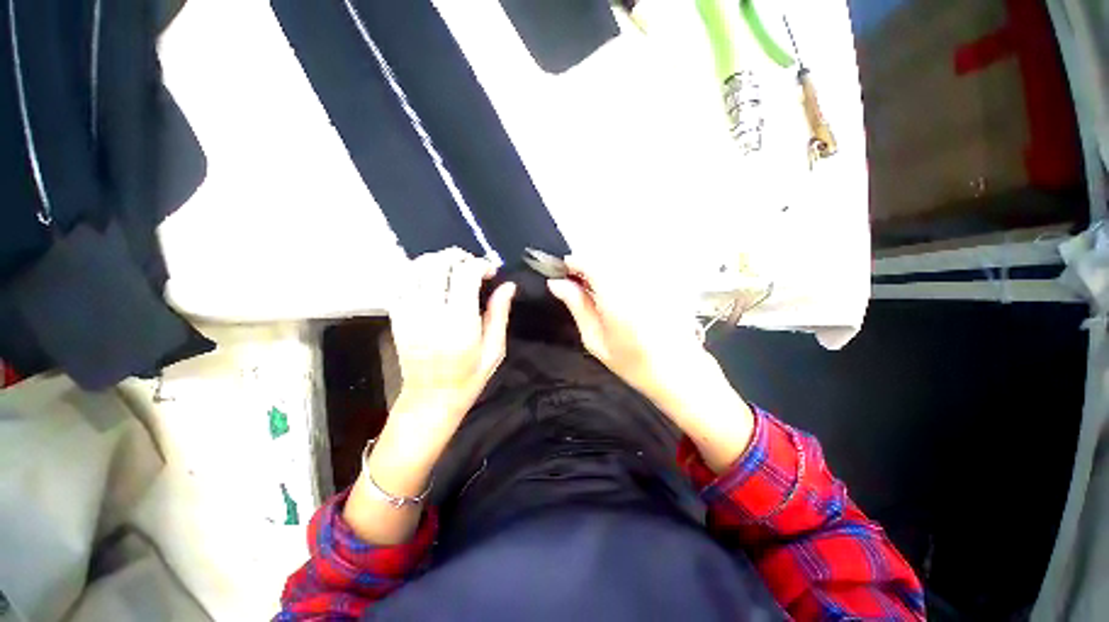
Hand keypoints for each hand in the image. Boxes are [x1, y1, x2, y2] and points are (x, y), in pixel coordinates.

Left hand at [382, 247, 515, 465]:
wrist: (430, 398)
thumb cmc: (468, 377)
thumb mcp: (494, 349)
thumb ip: (499, 313)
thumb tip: (508, 285)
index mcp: (459, 322)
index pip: (465, 274)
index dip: (481, 264)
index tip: (491, 271)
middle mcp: (431, 312)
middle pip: (438, 263)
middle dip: (458, 256)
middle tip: (472, 264)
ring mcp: (409, 313)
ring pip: (416, 267)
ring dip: (437, 260)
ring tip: (453, 268)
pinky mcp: (397, 316)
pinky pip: (401, 281)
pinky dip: (417, 271)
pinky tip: (432, 277)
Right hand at [548, 257, 754, 471]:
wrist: (678, 370)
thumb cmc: (632, 362)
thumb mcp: (595, 340)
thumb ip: (577, 306)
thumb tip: (556, 283)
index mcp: (616, 299)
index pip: (591, 264)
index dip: (575, 263)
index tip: (564, 271)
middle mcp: (635, 283)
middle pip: (605, 259)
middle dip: (588, 266)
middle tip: (578, 284)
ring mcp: (651, 280)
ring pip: (619, 262)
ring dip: (604, 270)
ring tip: (597, 290)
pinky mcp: (662, 281)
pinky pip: (634, 268)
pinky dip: (620, 274)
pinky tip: (619, 292)